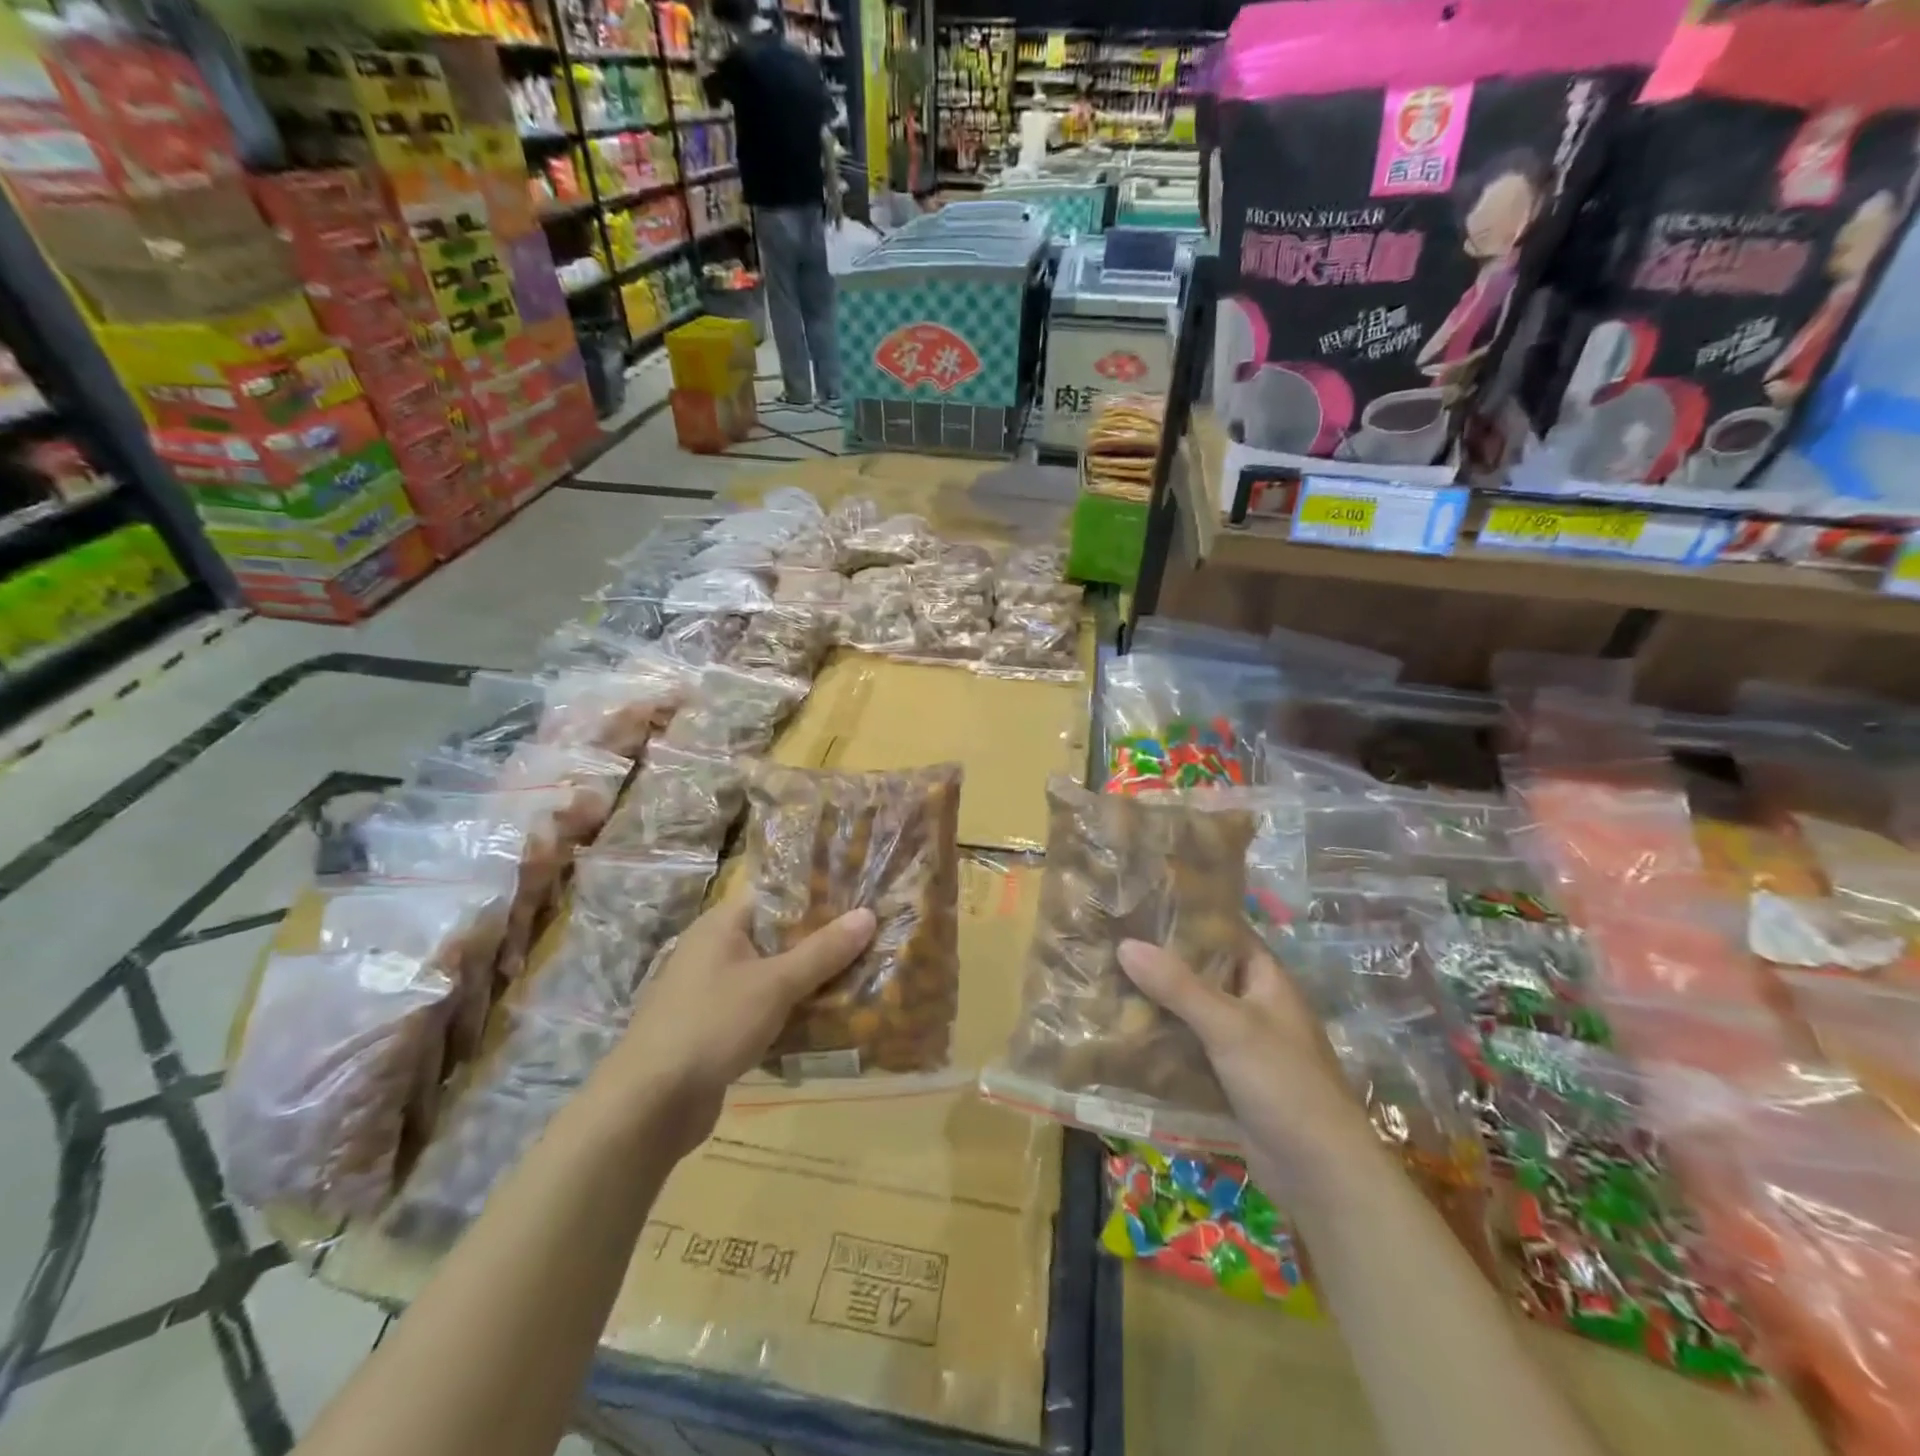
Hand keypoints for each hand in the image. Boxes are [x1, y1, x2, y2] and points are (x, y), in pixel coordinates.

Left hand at [604, 892, 875, 1155]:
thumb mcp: (775, 983)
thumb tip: (868, 914)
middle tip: (870, 938)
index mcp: (722, 924)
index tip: (860, 897)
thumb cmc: (712, 1024)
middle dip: (821, 940)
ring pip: (773, 973)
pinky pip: (763, 1006)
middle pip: (778, 934)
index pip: (777, 894)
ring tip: (860, 976)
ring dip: (809, 979)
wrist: (650, 1104)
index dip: (818, 893)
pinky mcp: (716, 1026)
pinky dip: (790, 1009)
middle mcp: (715, 948)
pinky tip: (826, 1019)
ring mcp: (713, 989)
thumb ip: (823, 951)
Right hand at [1117, 939, 1375, 1194]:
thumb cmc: (1284, 1083)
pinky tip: (1125, 1034)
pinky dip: (1163, 1040)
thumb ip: (1177, 986)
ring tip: (1107, 981)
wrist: (1322, 1174)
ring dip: (1158, 1002)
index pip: (1224, 932)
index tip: (1140, 904)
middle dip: (1161, 961)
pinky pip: (1189, 1048)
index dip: (1187, 917)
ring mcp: (1242, 1043)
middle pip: (1202, 971)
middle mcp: (1254, 1004)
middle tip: (1112, 942)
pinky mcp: (1229, 1078)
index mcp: (1266, 979)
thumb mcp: (1229, 1026)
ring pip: (1192, 1011)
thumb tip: (1125, 945)